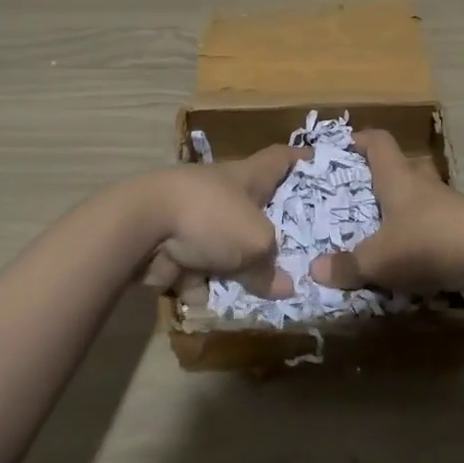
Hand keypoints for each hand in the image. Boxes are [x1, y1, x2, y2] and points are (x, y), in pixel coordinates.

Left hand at [135, 144, 307, 299]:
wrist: (143, 226)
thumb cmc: (210, 217)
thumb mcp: (256, 242)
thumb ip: (271, 266)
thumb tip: (285, 286)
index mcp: (248, 177)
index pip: (280, 158)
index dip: (301, 160)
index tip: (321, 164)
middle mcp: (225, 193)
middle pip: (256, 208)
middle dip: (273, 230)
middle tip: (302, 251)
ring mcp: (197, 220)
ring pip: (228, 247)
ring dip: (239, 269)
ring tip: (264, 294)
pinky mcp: (175, 248)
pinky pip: (200, 272)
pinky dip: (204, 286)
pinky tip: (213, 304)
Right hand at [309, 129, 463, 303]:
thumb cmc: (426, 241)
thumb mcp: (379, 259)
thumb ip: (348, 266)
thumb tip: (314, 270)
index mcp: (398, 178)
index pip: (379, 142)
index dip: (361, 140)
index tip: (345, 146)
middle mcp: (423, 185)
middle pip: (404, 168)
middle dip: (385, 178)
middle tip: (364, 196)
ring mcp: (450, 207)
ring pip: (423, 201)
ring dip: (406, 214)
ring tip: (384, 235)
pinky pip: (439, 231)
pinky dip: (425, 243)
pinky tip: (413, 265)